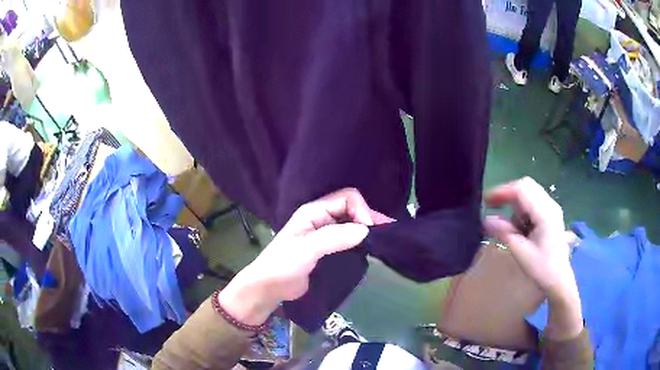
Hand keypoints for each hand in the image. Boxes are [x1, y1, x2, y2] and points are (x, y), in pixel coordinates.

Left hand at [219, 188, 392, 325]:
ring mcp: (325, 234)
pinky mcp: (328, 249)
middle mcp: (321, 218)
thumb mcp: (306, 250)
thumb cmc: (282, 265)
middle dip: (369, 218)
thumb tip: (366, 230)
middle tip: (387, 234)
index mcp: (314, 211)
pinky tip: (370, 249)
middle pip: (352, 209)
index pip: (347, 198)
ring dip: (367, 230)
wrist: (269, 288)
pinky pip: (349, 239)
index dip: (361, 210)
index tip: (369, 232)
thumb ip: (333, 238)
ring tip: (384, 241)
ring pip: (352, 224)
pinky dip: (361, 241)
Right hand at [483, 177, 581, 339]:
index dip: (502, 192)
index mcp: (545, 213)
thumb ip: (504, 233)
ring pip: (529, 192)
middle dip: (508, 193)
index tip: (486, 201)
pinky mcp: (550, 214)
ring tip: (507, 222)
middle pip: (526, 186)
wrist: (559, 279)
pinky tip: (519, 225)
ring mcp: (551, 208)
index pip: (522, 190)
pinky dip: (522, 208)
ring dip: (515, 202)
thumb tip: (486, 220)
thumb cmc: (541, 268)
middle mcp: (550, 205)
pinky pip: (533, 201)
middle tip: (493, 206)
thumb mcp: (521, 252)